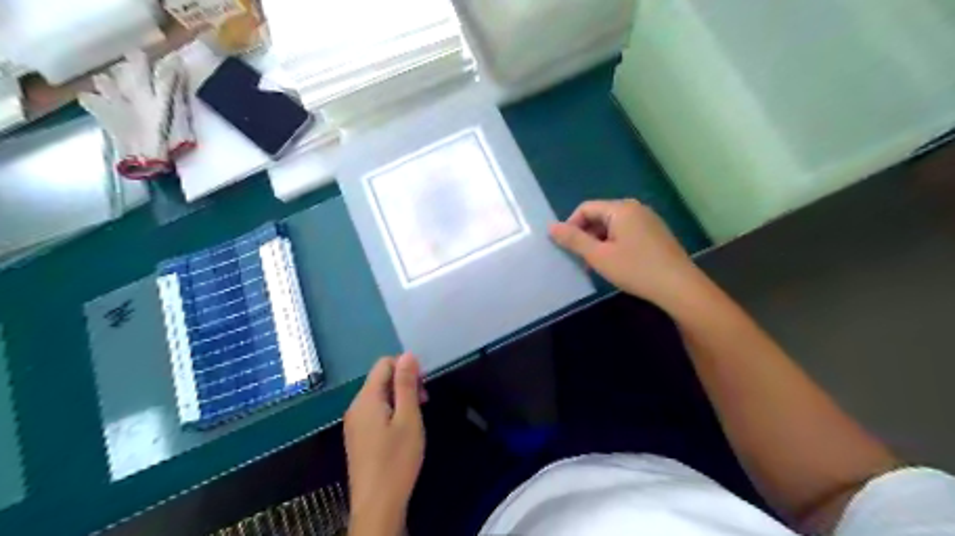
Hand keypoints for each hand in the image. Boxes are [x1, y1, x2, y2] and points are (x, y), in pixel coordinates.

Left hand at [345, 355, 422, 533]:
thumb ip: (406, 384)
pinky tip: (402, 429)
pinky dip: (391, 410)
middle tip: (424, 401)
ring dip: (399, 397)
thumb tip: (408, 354)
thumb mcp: (408, 418)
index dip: (405, 366)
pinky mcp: (358, 436)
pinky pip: (374, 411)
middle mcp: (355, 406)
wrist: (377, 505)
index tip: (423, 384)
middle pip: (380, 378)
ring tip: (416, 416)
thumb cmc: (397, 459)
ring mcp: (354, 422)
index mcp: (366, 398)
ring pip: (378, 395)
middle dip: (404, 382)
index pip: (383, 363)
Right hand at [553, 199, 699, 308]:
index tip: (566, 248)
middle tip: (580, 260)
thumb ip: (574, 240)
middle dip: (586, 235)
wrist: (679, 287)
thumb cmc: (635, 269)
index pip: (585, 208)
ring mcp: (648, 220)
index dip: (571, 226)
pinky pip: (627, 233)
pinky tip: (616, 264)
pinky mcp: (656, 233)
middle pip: (600, 216)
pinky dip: (615, 245)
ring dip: (599, 242)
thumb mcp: (599, 256)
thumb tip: (551, 227)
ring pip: (613, 226)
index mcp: (621, 209)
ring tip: (596, 265)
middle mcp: (635, 208)